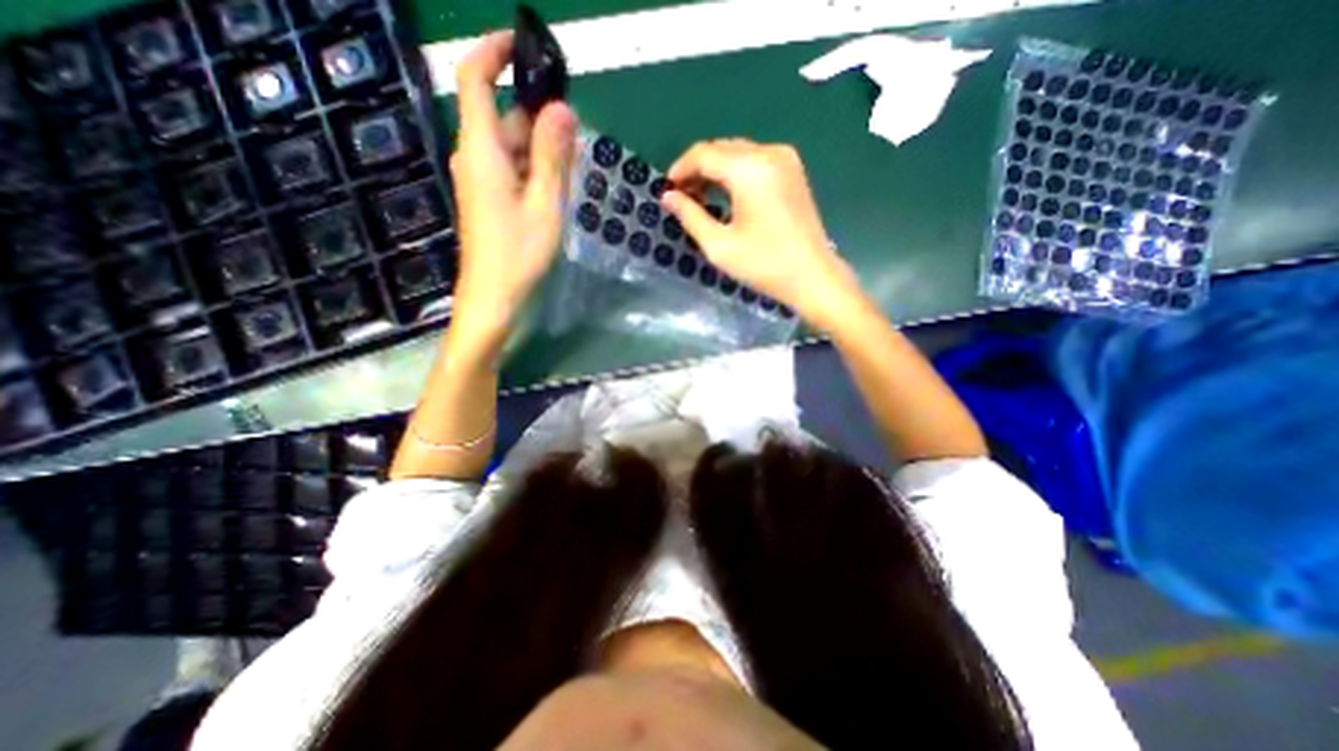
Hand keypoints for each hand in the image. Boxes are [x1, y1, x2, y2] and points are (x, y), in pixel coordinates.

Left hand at [449, 31, 575, 337]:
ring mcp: (481, 180)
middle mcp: (475, 157)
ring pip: (511, 146)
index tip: (525, 45)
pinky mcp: (489, 199)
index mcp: (481, 150)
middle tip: (578, 131)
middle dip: (538, 115)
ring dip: (541, 147)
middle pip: (502, 117)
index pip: (475, 80)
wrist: (494, 297)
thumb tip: (562, 109)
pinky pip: (512, 170)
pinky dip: (534, 168)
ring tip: (576, 163)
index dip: (494, 53)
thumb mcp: (544, 204)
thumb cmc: (519, 254)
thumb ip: (552, 156)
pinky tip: (559, 185)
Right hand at [661, 140, 868, 328]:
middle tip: (681, 197)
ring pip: (737, 153)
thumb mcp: (719, 245)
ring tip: (700, 198)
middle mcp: (768, 153)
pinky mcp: (793, 171)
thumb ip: (690, 216)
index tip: (666, 191)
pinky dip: (735, 173)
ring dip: (715, 171)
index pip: (703, 153)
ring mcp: (785, 159)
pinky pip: (755, 161)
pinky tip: (726, 195)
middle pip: (721, 149)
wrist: (812, 276)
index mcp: (749, 168)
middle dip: (697, 170)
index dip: (680, 169)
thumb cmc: (763, 264)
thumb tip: (667, 197)